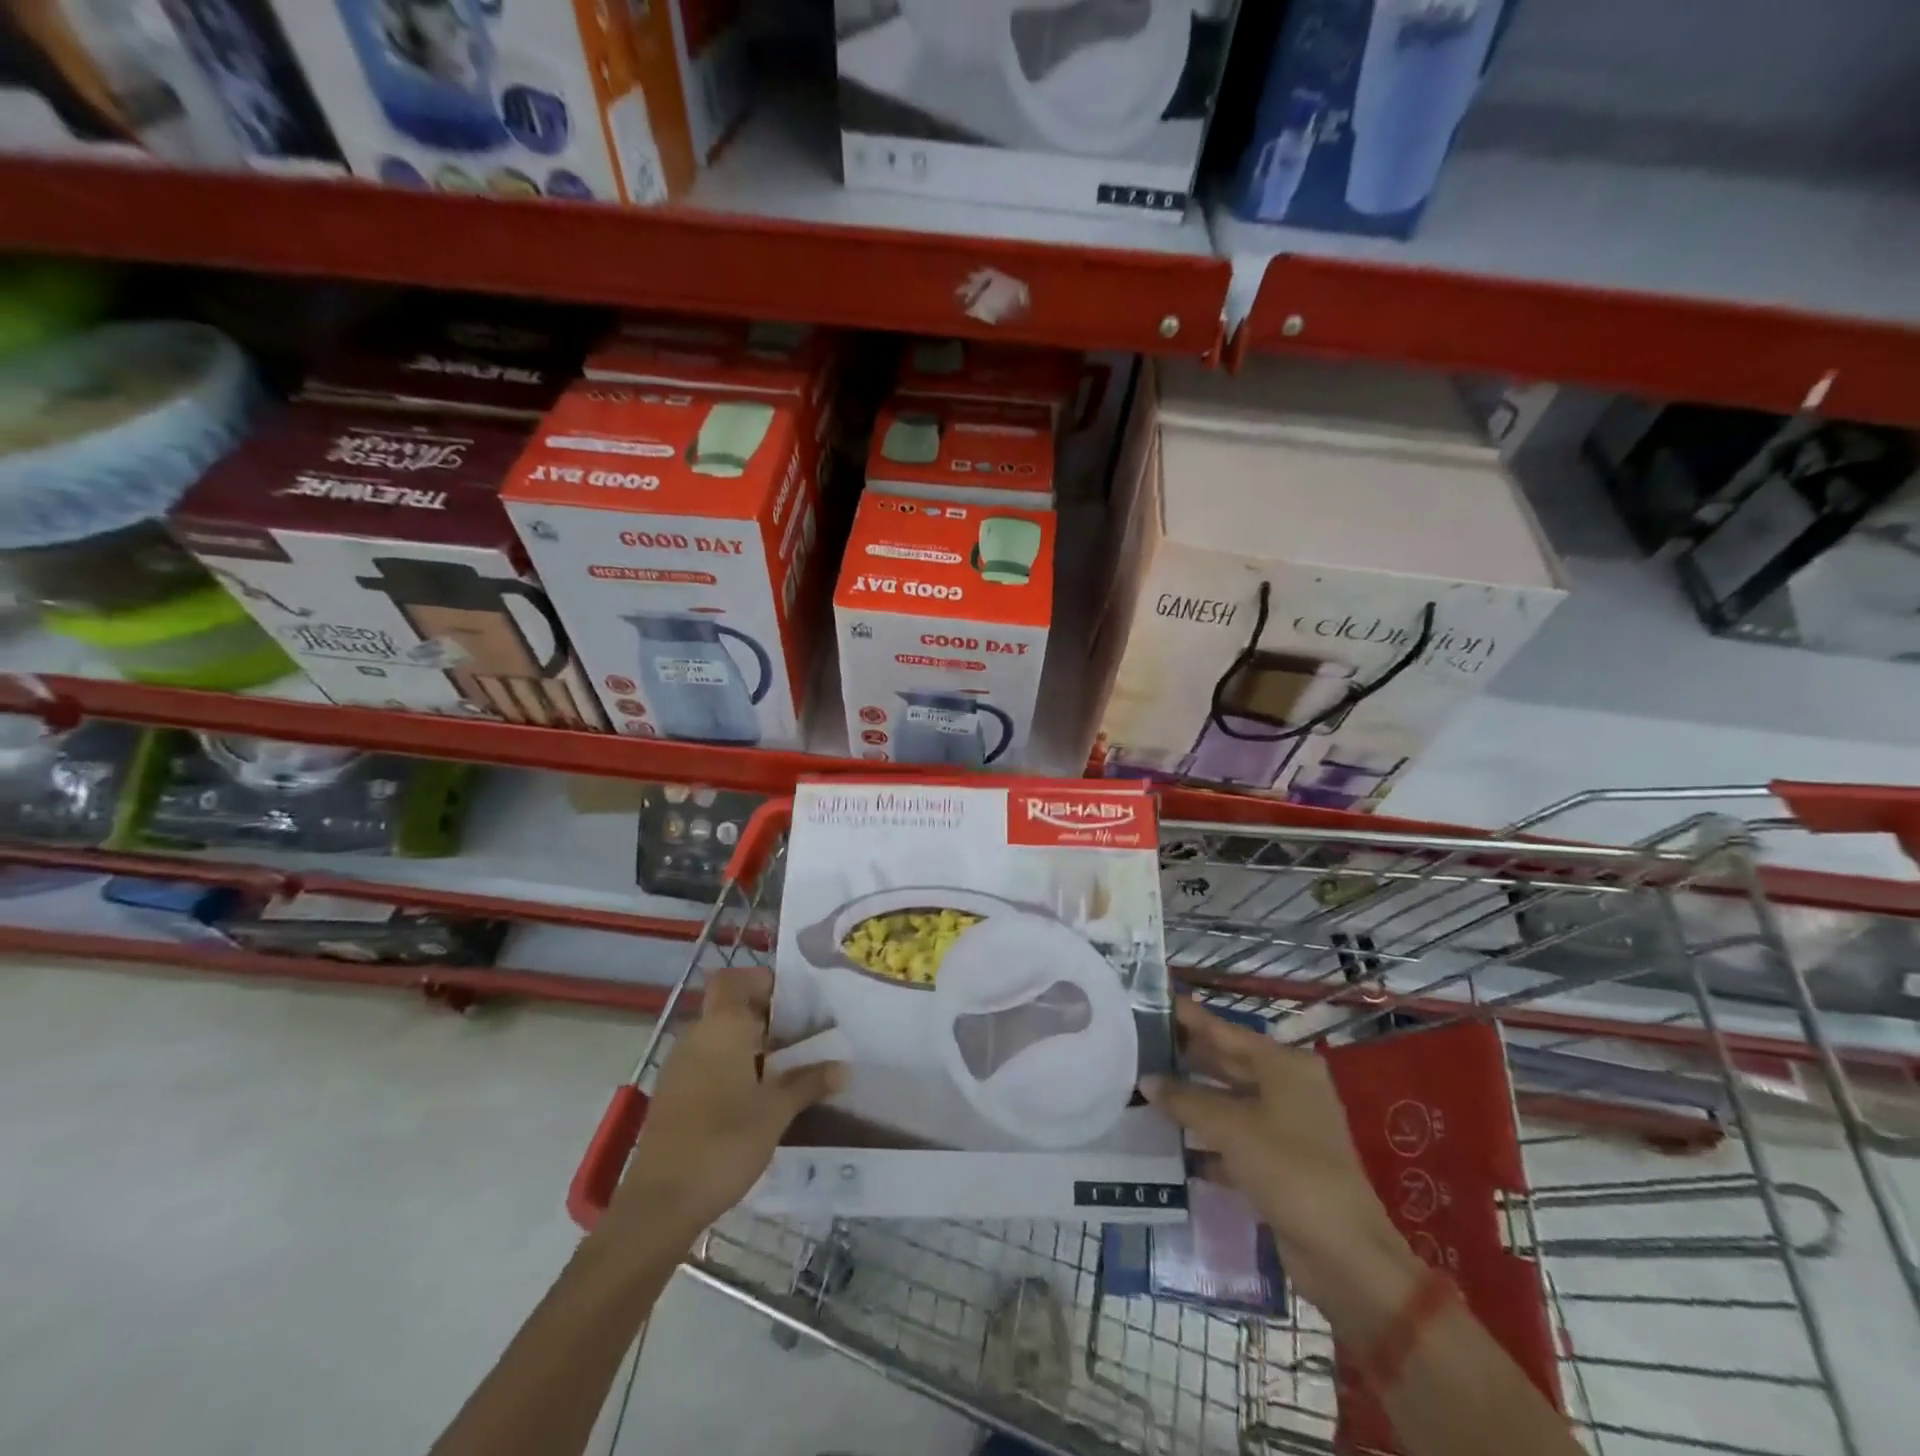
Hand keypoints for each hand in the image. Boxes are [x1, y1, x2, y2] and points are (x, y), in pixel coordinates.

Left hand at [604, 966, 844, 1246]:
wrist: (661, 1203)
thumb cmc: (724, 1142)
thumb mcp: (776, 1111)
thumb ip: (809, 1082)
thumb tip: (844, 1067)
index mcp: (721, 1027)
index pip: (734, 979)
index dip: (761, 980)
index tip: (794, 999)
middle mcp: (696, 1037)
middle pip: (729, 1008)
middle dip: (765, 1017)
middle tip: (803, 1034)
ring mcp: (679, 1067)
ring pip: (718, 1038)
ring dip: (749, 1044)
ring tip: (787, 1065)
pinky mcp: (672, 1096)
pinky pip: (706, 1064)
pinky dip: (732, 1067)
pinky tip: (756, 1095)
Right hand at [1145, 997, 1422, 1335]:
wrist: (1345, 1255)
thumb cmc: (1290, 1171)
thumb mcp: (1231, 1128)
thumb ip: (1185, 1100)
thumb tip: (1146, 1080)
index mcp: (1285, 1066)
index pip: (1225, 1031)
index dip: (1190, 1017)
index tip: (1154, 1002)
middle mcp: (1288, 1089)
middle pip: (1227, 1064)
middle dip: (1186, 1058)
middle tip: (1139, 1045)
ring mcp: (1286, 1127)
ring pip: (1228, 1102)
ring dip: (1192, 1099)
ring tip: (1145, 1087)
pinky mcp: (1279, 1163)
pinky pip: (1234, 1138)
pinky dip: (1206, 1138)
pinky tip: (1170, 1140)